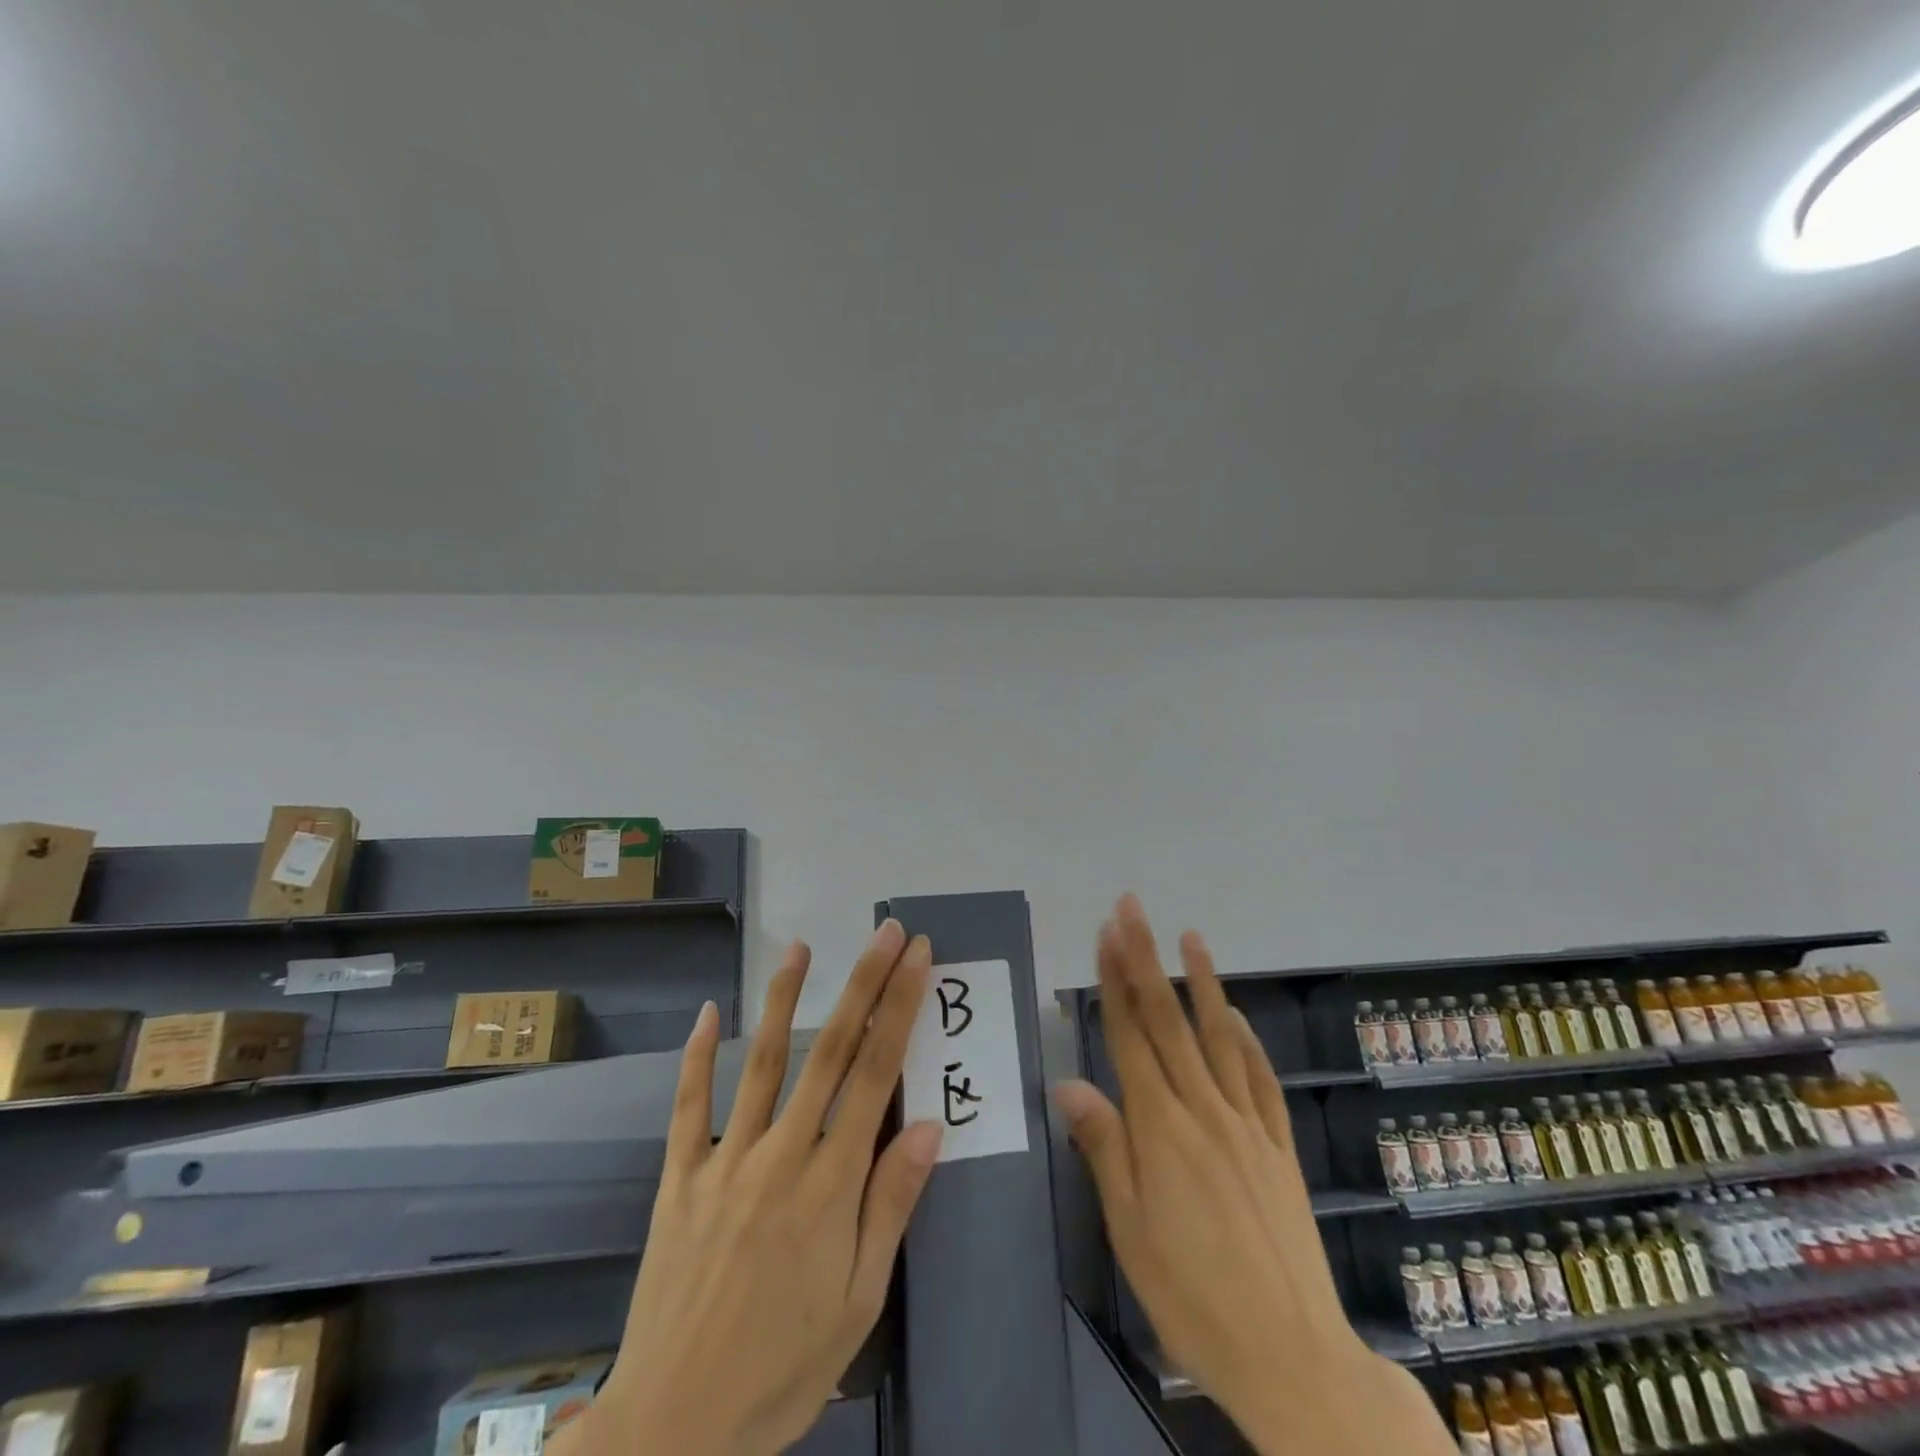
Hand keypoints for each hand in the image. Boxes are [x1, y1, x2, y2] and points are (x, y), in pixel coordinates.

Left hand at [552, 920, 942, 1455]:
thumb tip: (930, 1127)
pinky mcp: (680, 1177)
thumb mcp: (859, 1301)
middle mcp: (781, 1154)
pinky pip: (688, 1106)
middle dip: (863, 985)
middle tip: (885, 933)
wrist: (673, 1429)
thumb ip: (891, 1206)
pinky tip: (709, 1012)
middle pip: (830, 1051)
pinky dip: (698, 1056)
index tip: (916, 961)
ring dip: (786, 999)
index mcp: (831, 1183)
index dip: (899, 1010)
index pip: (875, 1075)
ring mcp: (725, 1160)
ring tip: (803, 947)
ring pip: (763, 1062)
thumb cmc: (783, 1367)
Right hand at [1053, 896, 1451, 1455]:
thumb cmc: (1193, 1298)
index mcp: (1161, 1129)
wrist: (1293, 1356)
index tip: (1105, 934)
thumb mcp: (1130, 1232)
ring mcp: (1247, 1125)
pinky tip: (1234, 1016)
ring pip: (1218, 1037)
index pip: (1131, 1036)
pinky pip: (1260, 1080)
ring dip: (1201, 982)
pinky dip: (1246, 1041)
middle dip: (1145, 959)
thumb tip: (1070, 1084)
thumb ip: (1104, 1149)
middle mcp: (1204, 1111)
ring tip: (1190, 935)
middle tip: (1132, 909)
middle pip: (1168, 1021)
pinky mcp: (1278, 1147)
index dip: (1115, 981)